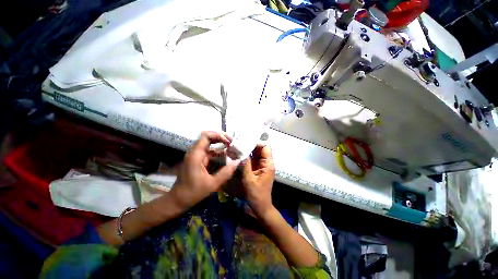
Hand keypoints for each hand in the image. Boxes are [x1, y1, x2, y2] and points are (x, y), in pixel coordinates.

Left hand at [170, 131, 239, 209]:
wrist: (178, 200)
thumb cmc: (193, 192)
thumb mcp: (212, 184)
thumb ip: (226, 172)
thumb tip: (238, 161)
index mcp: (196, 155)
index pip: (206, 136)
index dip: (219, 135)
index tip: (229, 142)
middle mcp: (195, 152)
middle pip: (208, 138)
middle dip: (221, 138)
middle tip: (232, 142)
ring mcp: (196, 155)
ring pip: (209, 144)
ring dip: (220, 144)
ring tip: (231, 147)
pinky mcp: (198, 160)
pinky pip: (209, 151)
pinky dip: (218, 151)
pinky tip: (226, 154)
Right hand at [242, 144, 275, 216]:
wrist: (260, 206)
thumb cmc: (256, 194)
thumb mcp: (249, 179)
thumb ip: (246, 164)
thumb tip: (242, 151)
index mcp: (268, 164)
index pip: (265, 147)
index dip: (256, 143)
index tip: (245, 142)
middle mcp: (267, 163)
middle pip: (261, 149)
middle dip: (251, 145)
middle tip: (240, 143)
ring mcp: (263, 166)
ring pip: (257, 153)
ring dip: (249, 150)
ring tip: (239, 147)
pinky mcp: (259, 169)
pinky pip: (254, 159)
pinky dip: (249, 156)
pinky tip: (241, 154)